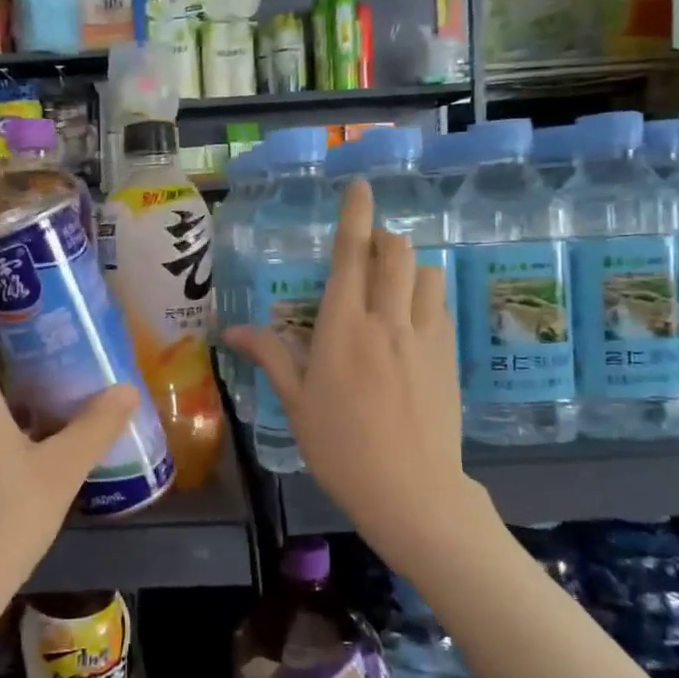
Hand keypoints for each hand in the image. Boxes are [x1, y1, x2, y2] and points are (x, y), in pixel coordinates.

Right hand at [225, 180, 465, 551]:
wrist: (411, 491)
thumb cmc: (340, 448)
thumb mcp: (296, 402)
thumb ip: (269, 356)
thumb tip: (230, 330)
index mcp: (343, 328)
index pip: (352, 255)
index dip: (356, 215)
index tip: (360, 186)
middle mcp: (386, 320)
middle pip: (397, 252)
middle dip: (383, 237)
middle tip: (368, 250)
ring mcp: (424, 336)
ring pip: (427, 272)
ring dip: (409, 266)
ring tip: (392, 285)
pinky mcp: (449, 355)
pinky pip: (441, 304)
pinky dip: (426, 295)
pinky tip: (412, 318)